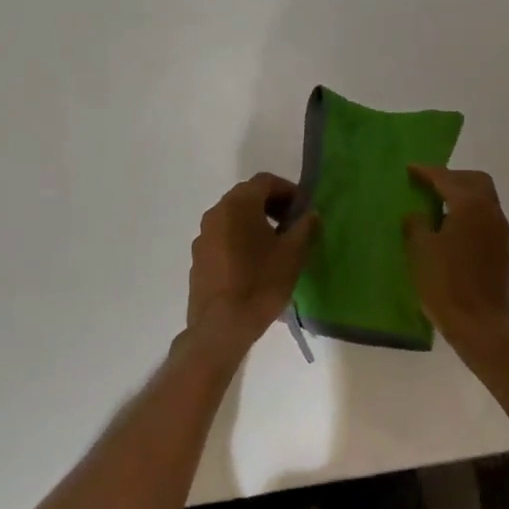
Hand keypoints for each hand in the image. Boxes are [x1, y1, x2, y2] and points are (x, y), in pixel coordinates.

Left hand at [186, 173, 317, 361]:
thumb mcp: (293, 254)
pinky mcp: (198, 256)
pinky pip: (223, 235)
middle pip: (247, 195)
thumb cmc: (260, 283)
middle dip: (272, 204)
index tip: (303, 209)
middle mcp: (216, 212)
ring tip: (275, 245)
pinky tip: (253, 262)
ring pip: (233, 216)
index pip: (265, 181)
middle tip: (292, 224)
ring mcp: (203, 235)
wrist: (221, 326)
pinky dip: (240, 237)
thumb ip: (304, 227)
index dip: (288, 190)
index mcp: (239, 205)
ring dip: (255, 221)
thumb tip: (309, 214)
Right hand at [404, 165, 508, 346]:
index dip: (426, 172)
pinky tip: (454, 233)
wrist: (481, 326)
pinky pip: (487, 222)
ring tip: (439, 208)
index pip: (447, 179)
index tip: (410, 169)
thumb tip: (418, 214)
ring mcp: (502, 233)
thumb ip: (417, 224)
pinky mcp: (504, 252)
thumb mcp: (420, 251)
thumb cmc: (446, 285)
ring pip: (485, 201)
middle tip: (430, 184)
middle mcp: (491, 213)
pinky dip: (471, 217)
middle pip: (476, 181)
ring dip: (464, 197)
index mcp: (470, 206)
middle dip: (453, 178)